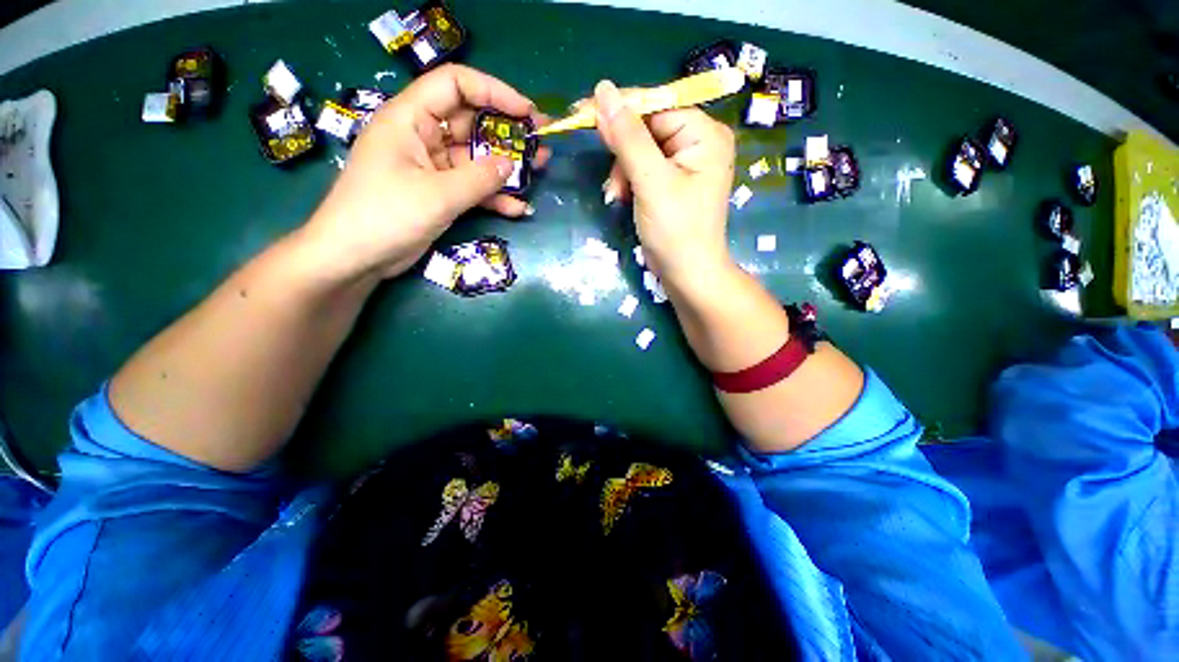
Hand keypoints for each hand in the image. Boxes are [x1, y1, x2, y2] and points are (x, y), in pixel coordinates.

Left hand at [303, 64, 549, 279]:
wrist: (356, 258)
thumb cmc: (386, 215)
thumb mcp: (437, 195)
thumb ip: (478, 178)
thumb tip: (511, 165)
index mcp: (409, 119)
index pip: (455, 86)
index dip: (493, 92)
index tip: (526, 112)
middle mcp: (421, 137)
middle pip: (470, 122)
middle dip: (507, 132)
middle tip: (541, 142)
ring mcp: (431, 168)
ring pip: (475, 159)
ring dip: (506, 167)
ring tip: (539, 171)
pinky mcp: (438, 194)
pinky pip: (471, 188)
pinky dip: (493, 197)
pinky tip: (518, 208)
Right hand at [594, 80, 735, 286]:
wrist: (687, 275)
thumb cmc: (676, 231)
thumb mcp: (651, 182)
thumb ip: (627, 137)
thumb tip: (603, 89)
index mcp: (704, 133)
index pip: (655, 105)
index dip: (619, 110)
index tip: (581, 112)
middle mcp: (698, 142)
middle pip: (646, 128)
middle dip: (622, 155)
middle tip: (611, 182)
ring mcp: (685, 164)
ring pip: (640, 151)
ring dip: (623, 172)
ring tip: (619, 197)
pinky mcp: (672, 183)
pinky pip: (643, 169)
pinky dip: (629, 183)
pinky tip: (624, 200)